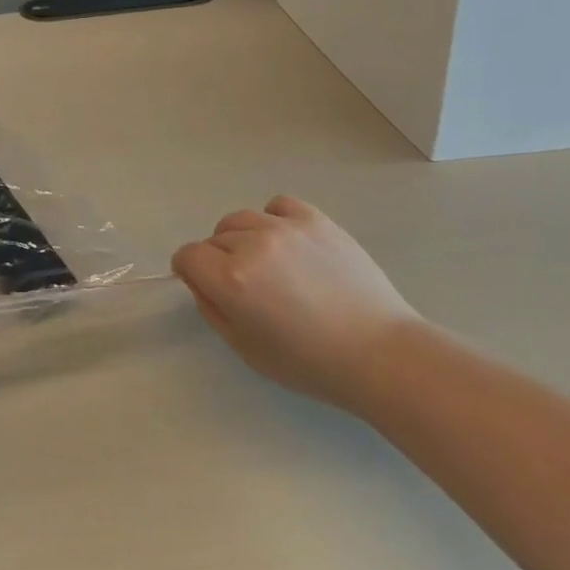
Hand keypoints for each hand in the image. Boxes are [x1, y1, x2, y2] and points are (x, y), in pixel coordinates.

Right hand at [173, 196, 419, 410]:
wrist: (381, 354)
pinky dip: (273, 219)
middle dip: (218, 260)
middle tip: (246, 287)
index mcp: (231, 279)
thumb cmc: (311, 363)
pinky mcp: (315, 219)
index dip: (190, 272)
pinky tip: (288, 244)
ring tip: (269, 264)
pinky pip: (276, 205)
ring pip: (240, 219)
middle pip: (214, 238)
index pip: (188, 256)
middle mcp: (252, 244)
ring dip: (242, 239)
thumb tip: (201, 281)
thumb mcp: (246, 349)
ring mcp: (285, 227)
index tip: (207, 287)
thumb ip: (212, 309)